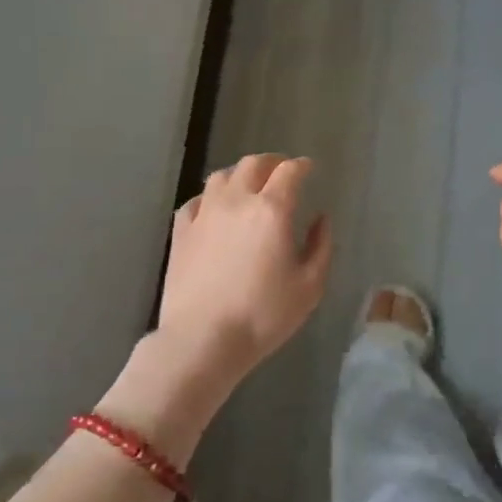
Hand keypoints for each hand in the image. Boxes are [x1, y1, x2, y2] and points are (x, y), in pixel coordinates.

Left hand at [158, 154, 332, 384]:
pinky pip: (196, 201)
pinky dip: (210, 198)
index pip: (289, 172)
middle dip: (271, 162)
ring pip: (221, 177)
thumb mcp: (309, 286)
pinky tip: (214, 210)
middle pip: (252, 164)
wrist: (202, 339)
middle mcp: (236, 201)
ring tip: (248, 185)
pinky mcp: (180, 232)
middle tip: (281, 171)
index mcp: (271, 210)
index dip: (301, 166)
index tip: (308, 168)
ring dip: (239, 175)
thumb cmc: (264, 315)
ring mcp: (204, 214)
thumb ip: (320, 246)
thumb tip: (320, 219)